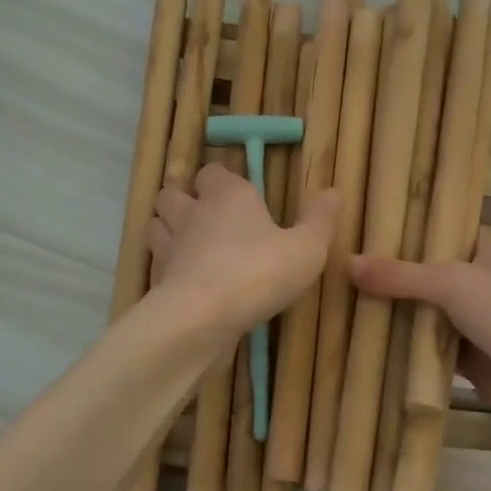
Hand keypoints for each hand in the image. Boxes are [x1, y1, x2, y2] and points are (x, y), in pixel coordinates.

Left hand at [148, 164, 339, 335]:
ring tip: (190, 245)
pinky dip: (167, 267)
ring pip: (157, 225)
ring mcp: (170, 246)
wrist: (202, 318)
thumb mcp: (306, 249)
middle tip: (206, 217)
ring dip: (168, 230)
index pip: (214, 172)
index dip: (222, 180)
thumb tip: (334, 191)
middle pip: (174, 193)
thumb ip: (320, 220)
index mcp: (228, 195)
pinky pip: (157, 263)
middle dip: (184, 200)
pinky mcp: (157, 279)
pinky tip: (185, 281)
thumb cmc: (259, 272)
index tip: (237, 193)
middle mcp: (193, 212)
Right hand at [350, 232, 490, 440]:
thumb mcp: (453, 283)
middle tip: (335, 265)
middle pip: (423, 274)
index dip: (403, 227)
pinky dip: (401, 348)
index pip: (437, 229)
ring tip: (338, 301)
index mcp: (481, 251)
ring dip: (390, 313)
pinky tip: (362, 343)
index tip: (360, 225)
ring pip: (421, 313)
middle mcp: (474, 282)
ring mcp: (470, 322)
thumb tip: (347, 263)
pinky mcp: (465, 358)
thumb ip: (402, 275)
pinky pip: (424, 349)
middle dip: (387, 274)